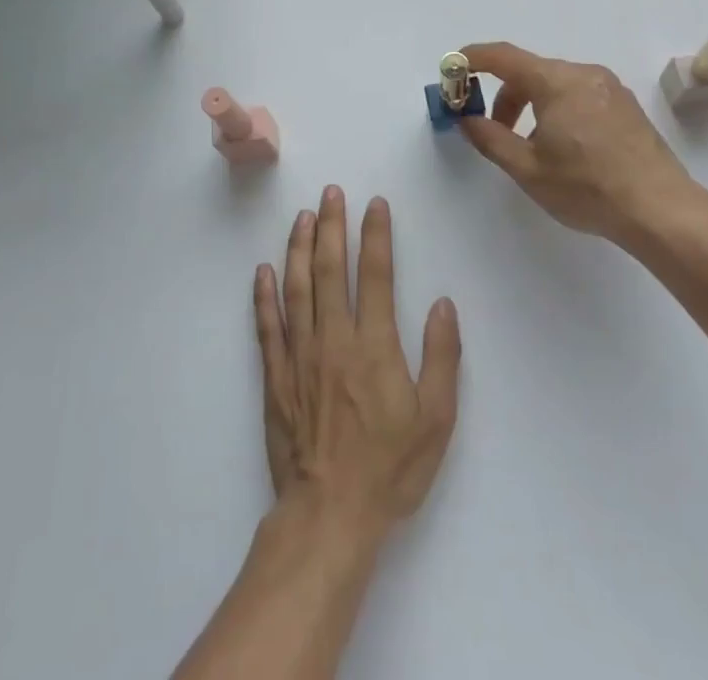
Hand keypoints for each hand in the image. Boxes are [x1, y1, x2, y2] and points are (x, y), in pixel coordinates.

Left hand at [254, 187, 460, 539]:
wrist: (329, 515)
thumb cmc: (389, 468)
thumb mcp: (436, 420)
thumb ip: (442, 357)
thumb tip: (443, 303)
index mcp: (374, 345)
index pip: (375, 274)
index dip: (375, 235)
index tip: (375, 204)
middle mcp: (333, 339)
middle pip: (330, 270)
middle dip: (332, 226)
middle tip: (331, 192)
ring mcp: (299, 355)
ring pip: (296, 288)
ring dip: (298, 248)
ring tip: (302, 216)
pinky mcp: (275, 376)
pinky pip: (267, 326)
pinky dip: (264, 295)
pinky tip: (263, 269)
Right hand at [458, 41, 707, 245]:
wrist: (661, 210)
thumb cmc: (587, 188)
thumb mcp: (527, 168)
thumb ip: (489, 138)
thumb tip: (465, 118)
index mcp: (556, 82)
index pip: (504, 56)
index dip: (473, 58)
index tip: (453, 68)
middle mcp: (584, 73)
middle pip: (530, 72)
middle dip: (504, 96)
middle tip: (491, 130)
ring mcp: (609, 87)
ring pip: (556, 84)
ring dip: (531, 106)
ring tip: (530, 147)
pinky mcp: (626, 105)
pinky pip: (579, 95)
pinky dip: (557, 110)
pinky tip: (564, 148)